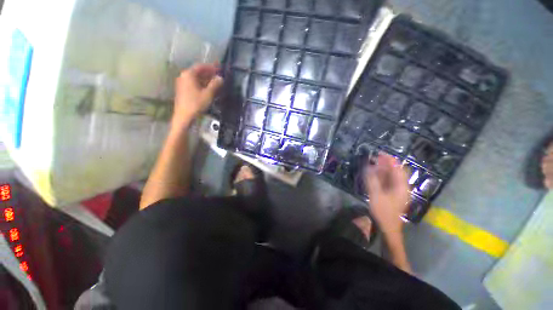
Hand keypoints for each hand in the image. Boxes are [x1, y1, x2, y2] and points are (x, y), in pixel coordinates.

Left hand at [172, 63, 222, 128]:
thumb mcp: (208, 94)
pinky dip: (201, 85)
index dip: (211, 67)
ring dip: (206, 80)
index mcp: (189, 74)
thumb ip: (215, 85)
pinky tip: (208, 89)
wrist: (184, 116)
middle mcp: (184, 76)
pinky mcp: (183, 90)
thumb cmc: (196, 104)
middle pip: (198, 72)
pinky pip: (194, 84)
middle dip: (209, 74)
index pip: (202, 67)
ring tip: (216, 83)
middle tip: (219, 76)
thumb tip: (221, 78)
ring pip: (196, 79)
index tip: (219, 68)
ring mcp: (182, 83)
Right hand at [364, 153, 409, 234]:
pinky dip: (382, 176)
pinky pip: (388, 182)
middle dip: (385, 164)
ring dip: (383, 169)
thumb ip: (372, 180)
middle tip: (374, 158)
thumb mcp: (376, 195)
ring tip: (373, 164)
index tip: (380, 153)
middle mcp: (402, 187)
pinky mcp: (393, 194)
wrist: (388, 227)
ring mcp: (398, 191)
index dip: (389, 160)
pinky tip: (374, 175)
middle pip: (395, 171)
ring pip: (392, 176)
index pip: (397, 169)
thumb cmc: (383, 211)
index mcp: (401, 186)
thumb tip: (369, 167)